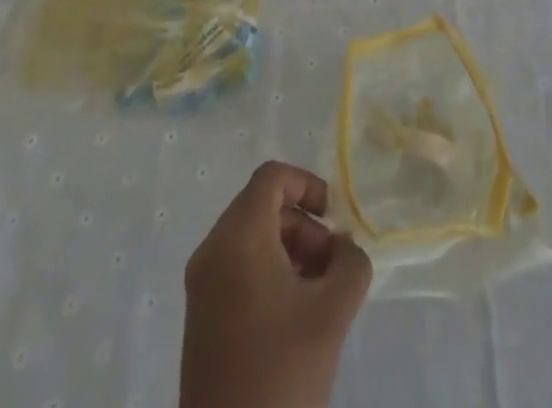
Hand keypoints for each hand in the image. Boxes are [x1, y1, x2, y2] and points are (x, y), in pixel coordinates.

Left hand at [181, 161, 371, 407]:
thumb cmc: (281, 373)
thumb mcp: (332, 312)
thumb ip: (350, 263)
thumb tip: (342, 248)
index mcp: (237, 237)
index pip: (271, 178)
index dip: (307, 184)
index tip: (334, 220)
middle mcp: (212, 251)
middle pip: (262, 207)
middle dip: (303, 226)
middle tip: (331, 267)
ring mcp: (201, 286)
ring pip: (251, 239)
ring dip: (289, 251)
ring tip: (318, 296)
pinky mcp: (200, 318)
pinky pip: (238, 269)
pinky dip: (269, 274)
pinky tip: (294, 317)